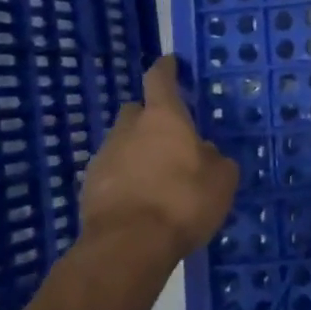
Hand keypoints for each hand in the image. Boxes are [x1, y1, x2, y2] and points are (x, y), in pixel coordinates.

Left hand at [79, 56, 239, 264]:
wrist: (127, 247)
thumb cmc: (183, 201)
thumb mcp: (221, 180)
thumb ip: (215, 159)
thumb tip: (205, 153)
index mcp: (164, 118)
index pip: (160, 79)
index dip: (166, 69)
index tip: (170, 63)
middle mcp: (129, 129)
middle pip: (137, 111)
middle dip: (151, 118)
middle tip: (171, 136)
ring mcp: (104, 157)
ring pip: (123, 142)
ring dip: (138, 151)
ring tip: (158, 175)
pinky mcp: (89, 187)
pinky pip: (113, 172)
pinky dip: (126, 178)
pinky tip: (141, 199)